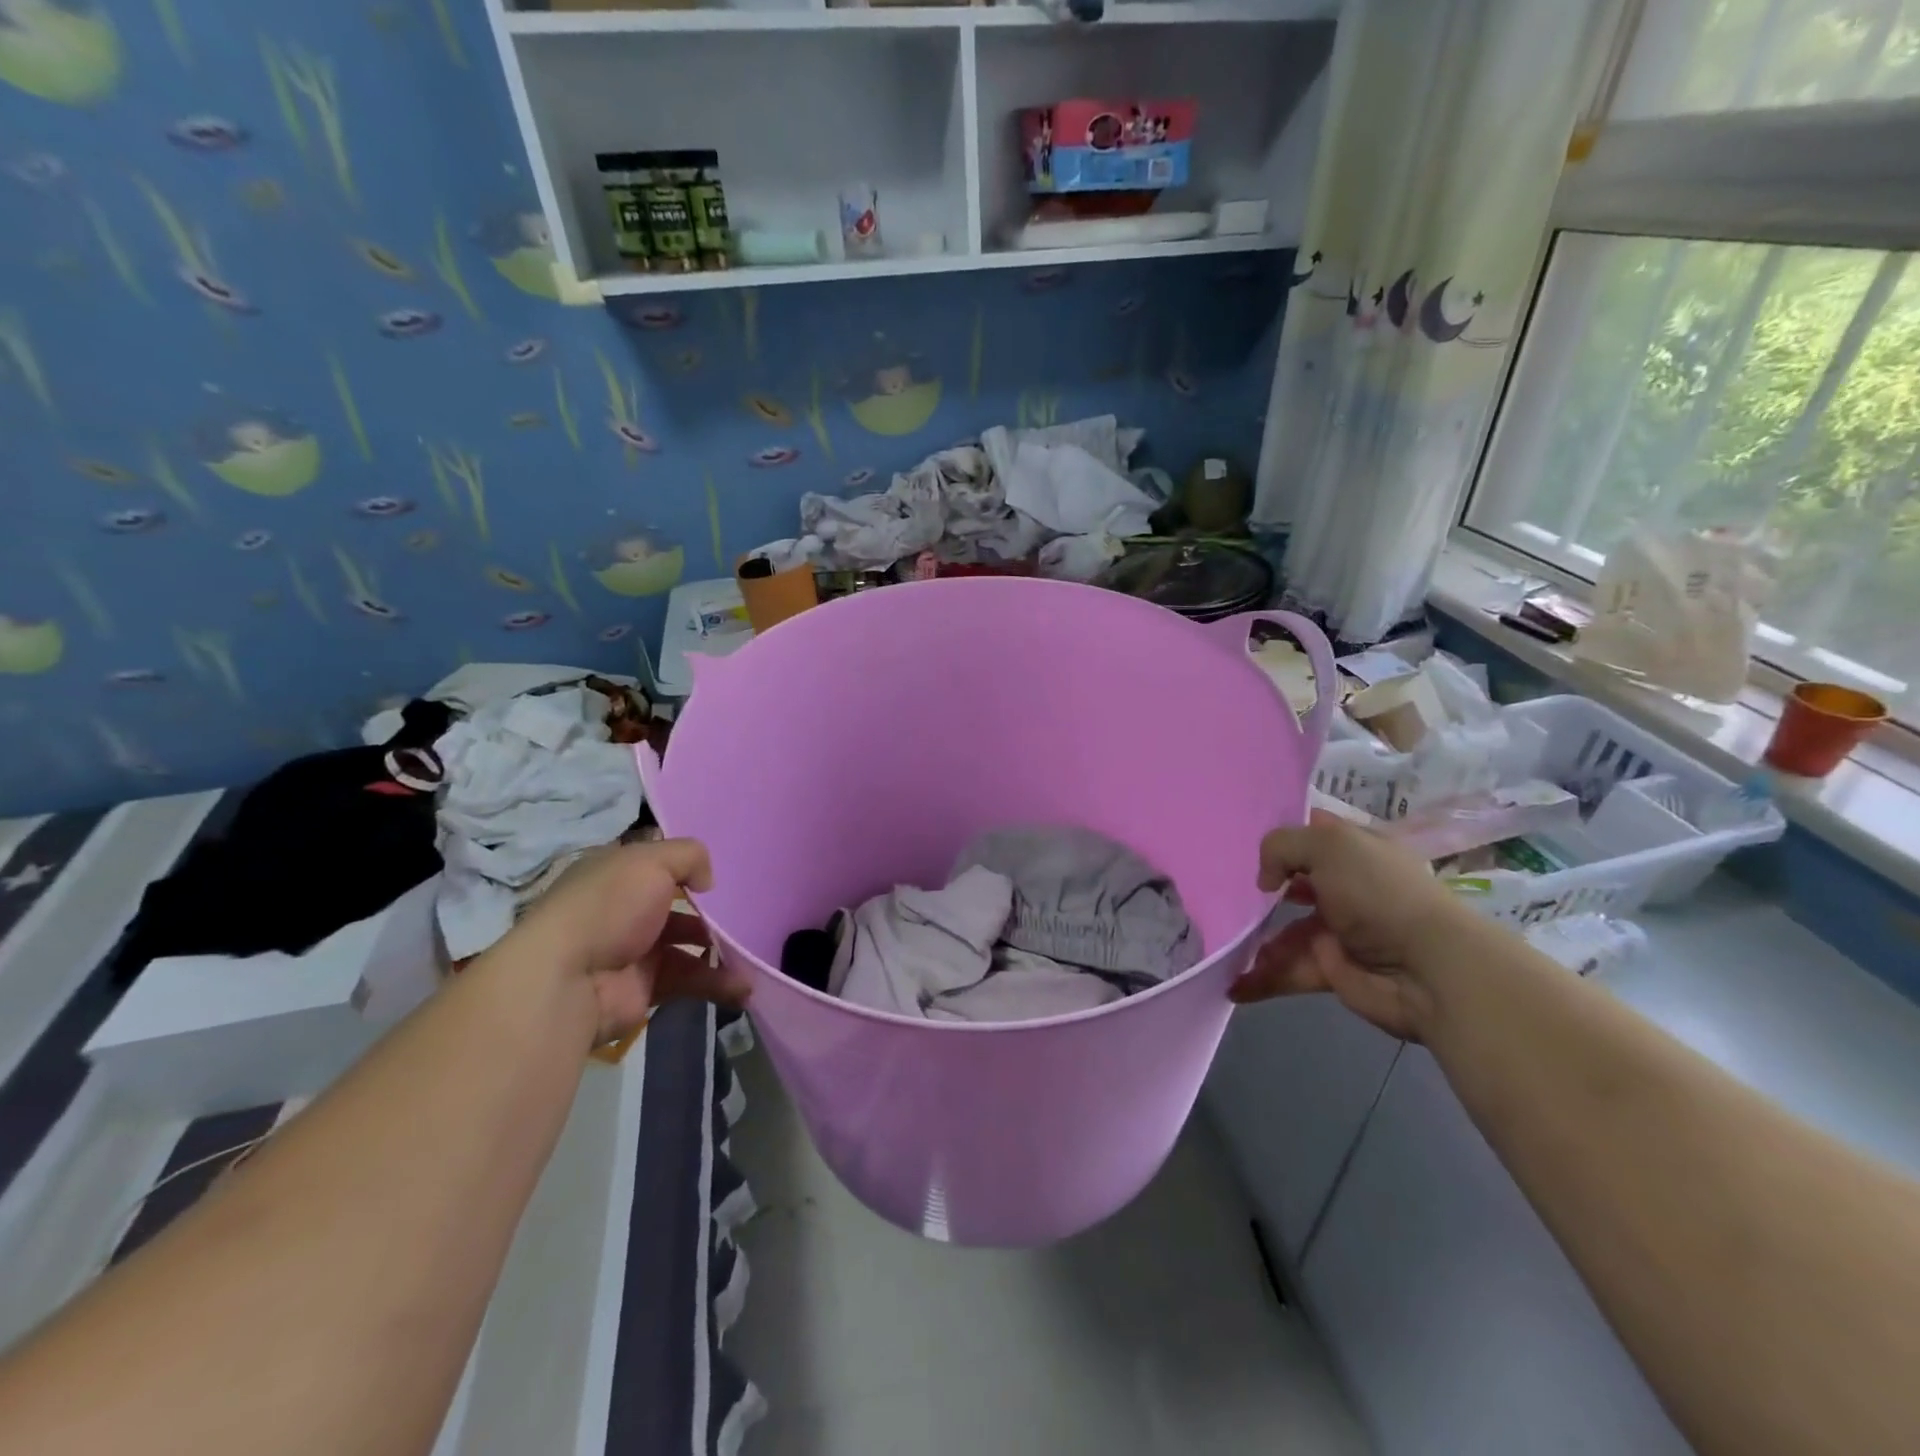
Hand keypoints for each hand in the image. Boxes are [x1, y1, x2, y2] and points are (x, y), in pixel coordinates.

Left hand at [512, 839, 748, 1043]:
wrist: (567, 981)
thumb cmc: (608, 906)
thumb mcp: (650, 861)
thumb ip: (689, 856)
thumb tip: (707, 881)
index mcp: (616, 874)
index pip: (655, 864)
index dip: (686, 865)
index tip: (720, 872)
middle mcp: (623, 910)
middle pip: (676, 905)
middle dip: (711, 912)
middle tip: (745, 914)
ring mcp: (633, 951)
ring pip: (687, 945)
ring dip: (721, 949)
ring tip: (752, 954)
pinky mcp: (645, 988)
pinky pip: (689, 981)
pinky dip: (717, 983)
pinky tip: (743, 986)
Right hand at [1229, 810, 1478, 1041]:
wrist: (1428, 970)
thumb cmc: (1378, 893)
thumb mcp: (1328, 845)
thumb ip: (1281, 846)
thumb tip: (1266, 882)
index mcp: (1354, 849)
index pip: (1311, 833)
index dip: (1281, 836)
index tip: (1241, 840)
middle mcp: (1346, 886)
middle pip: (1291, 883)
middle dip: (1257, 890)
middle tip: (1220, 894)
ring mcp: (1338, 930)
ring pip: (1283, 931)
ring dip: (1252, 940)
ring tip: (1222, 944)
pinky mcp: (1331, 970)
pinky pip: (1287, 970)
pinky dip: (1259, 979)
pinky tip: (1232, 986)